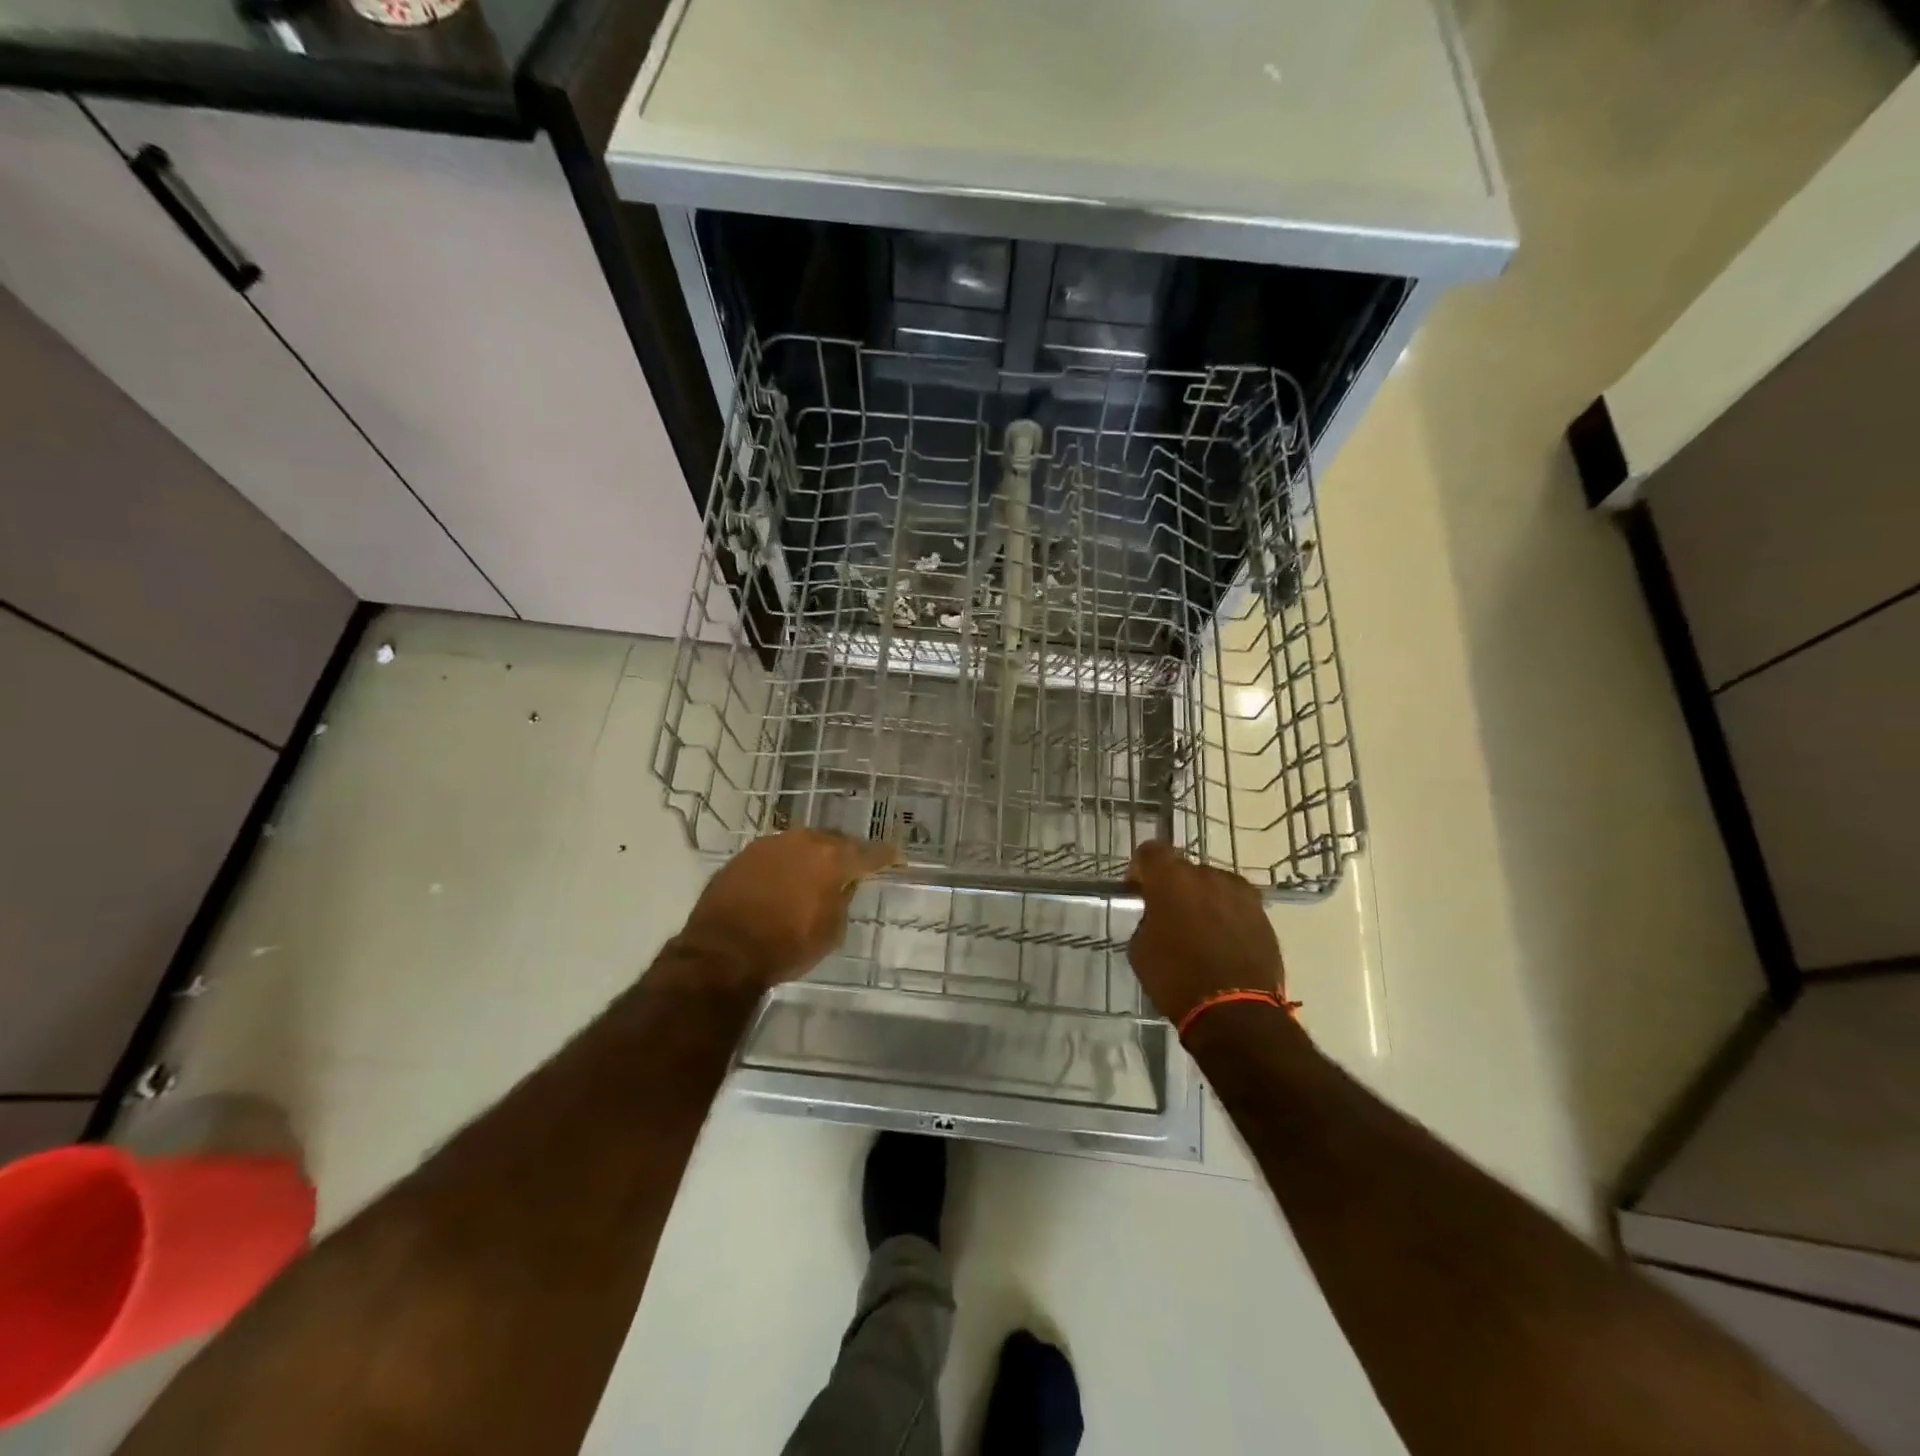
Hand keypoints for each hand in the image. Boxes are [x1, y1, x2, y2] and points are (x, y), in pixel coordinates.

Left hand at [679, 829, 899, 988]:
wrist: (722, 951)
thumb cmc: (786, 946)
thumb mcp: (830, 931)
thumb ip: (842, 900)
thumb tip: (842, 885)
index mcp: (832, 859)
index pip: (869, 853)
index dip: (886, 856)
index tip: (897, 858)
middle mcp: (804, 841)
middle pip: (835, 840)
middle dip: (847, 852)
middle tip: (855, 866)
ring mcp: (772, 843)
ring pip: (804, 842)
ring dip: (815, 854)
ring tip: (818, 871)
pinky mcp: (746, 853)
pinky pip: (778, 852)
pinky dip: (788, 862)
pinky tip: (787, 877)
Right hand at [1125, 841, 1286, 1025]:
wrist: (1236, 1013)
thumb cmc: (1176, 979)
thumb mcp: (1140, 949)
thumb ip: (1147, 920)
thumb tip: (1157, 916)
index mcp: (1172, 878)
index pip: (1151, 851)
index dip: (1142, 868)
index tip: (1139, 889)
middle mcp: (1208, 875)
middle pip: (1185, 869)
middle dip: (1174, 886)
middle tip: (1168, 914)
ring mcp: (1241, 894)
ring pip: (1214, 886)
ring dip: (1203, 900)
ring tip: (1199, 931)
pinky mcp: (1263, 915)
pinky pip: (1236, 906)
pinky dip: (1226, 917)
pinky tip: (1221, 944)